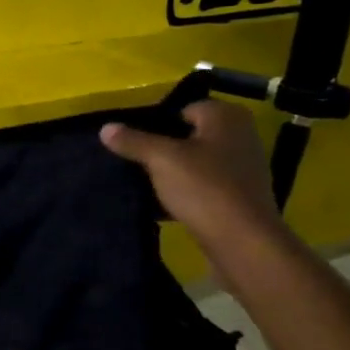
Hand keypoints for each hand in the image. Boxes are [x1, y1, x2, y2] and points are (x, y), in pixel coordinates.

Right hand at [100, 100, 283, 256]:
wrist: (243, 240)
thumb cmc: (204, 187)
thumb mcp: (160, 159)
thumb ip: (133, 141)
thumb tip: (106, 127)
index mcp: (226, 116)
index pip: (183, 108)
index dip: (157, 122)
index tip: (135, 140)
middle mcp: (241, 135)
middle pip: (190, 135)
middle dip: (164, 147)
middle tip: (136, 161)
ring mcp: (244, 166)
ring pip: (197, 161)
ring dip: (174, 171)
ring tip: (146, 183)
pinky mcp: (241, 195)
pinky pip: (205, 184)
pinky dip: (187, 191)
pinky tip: (166, 204)